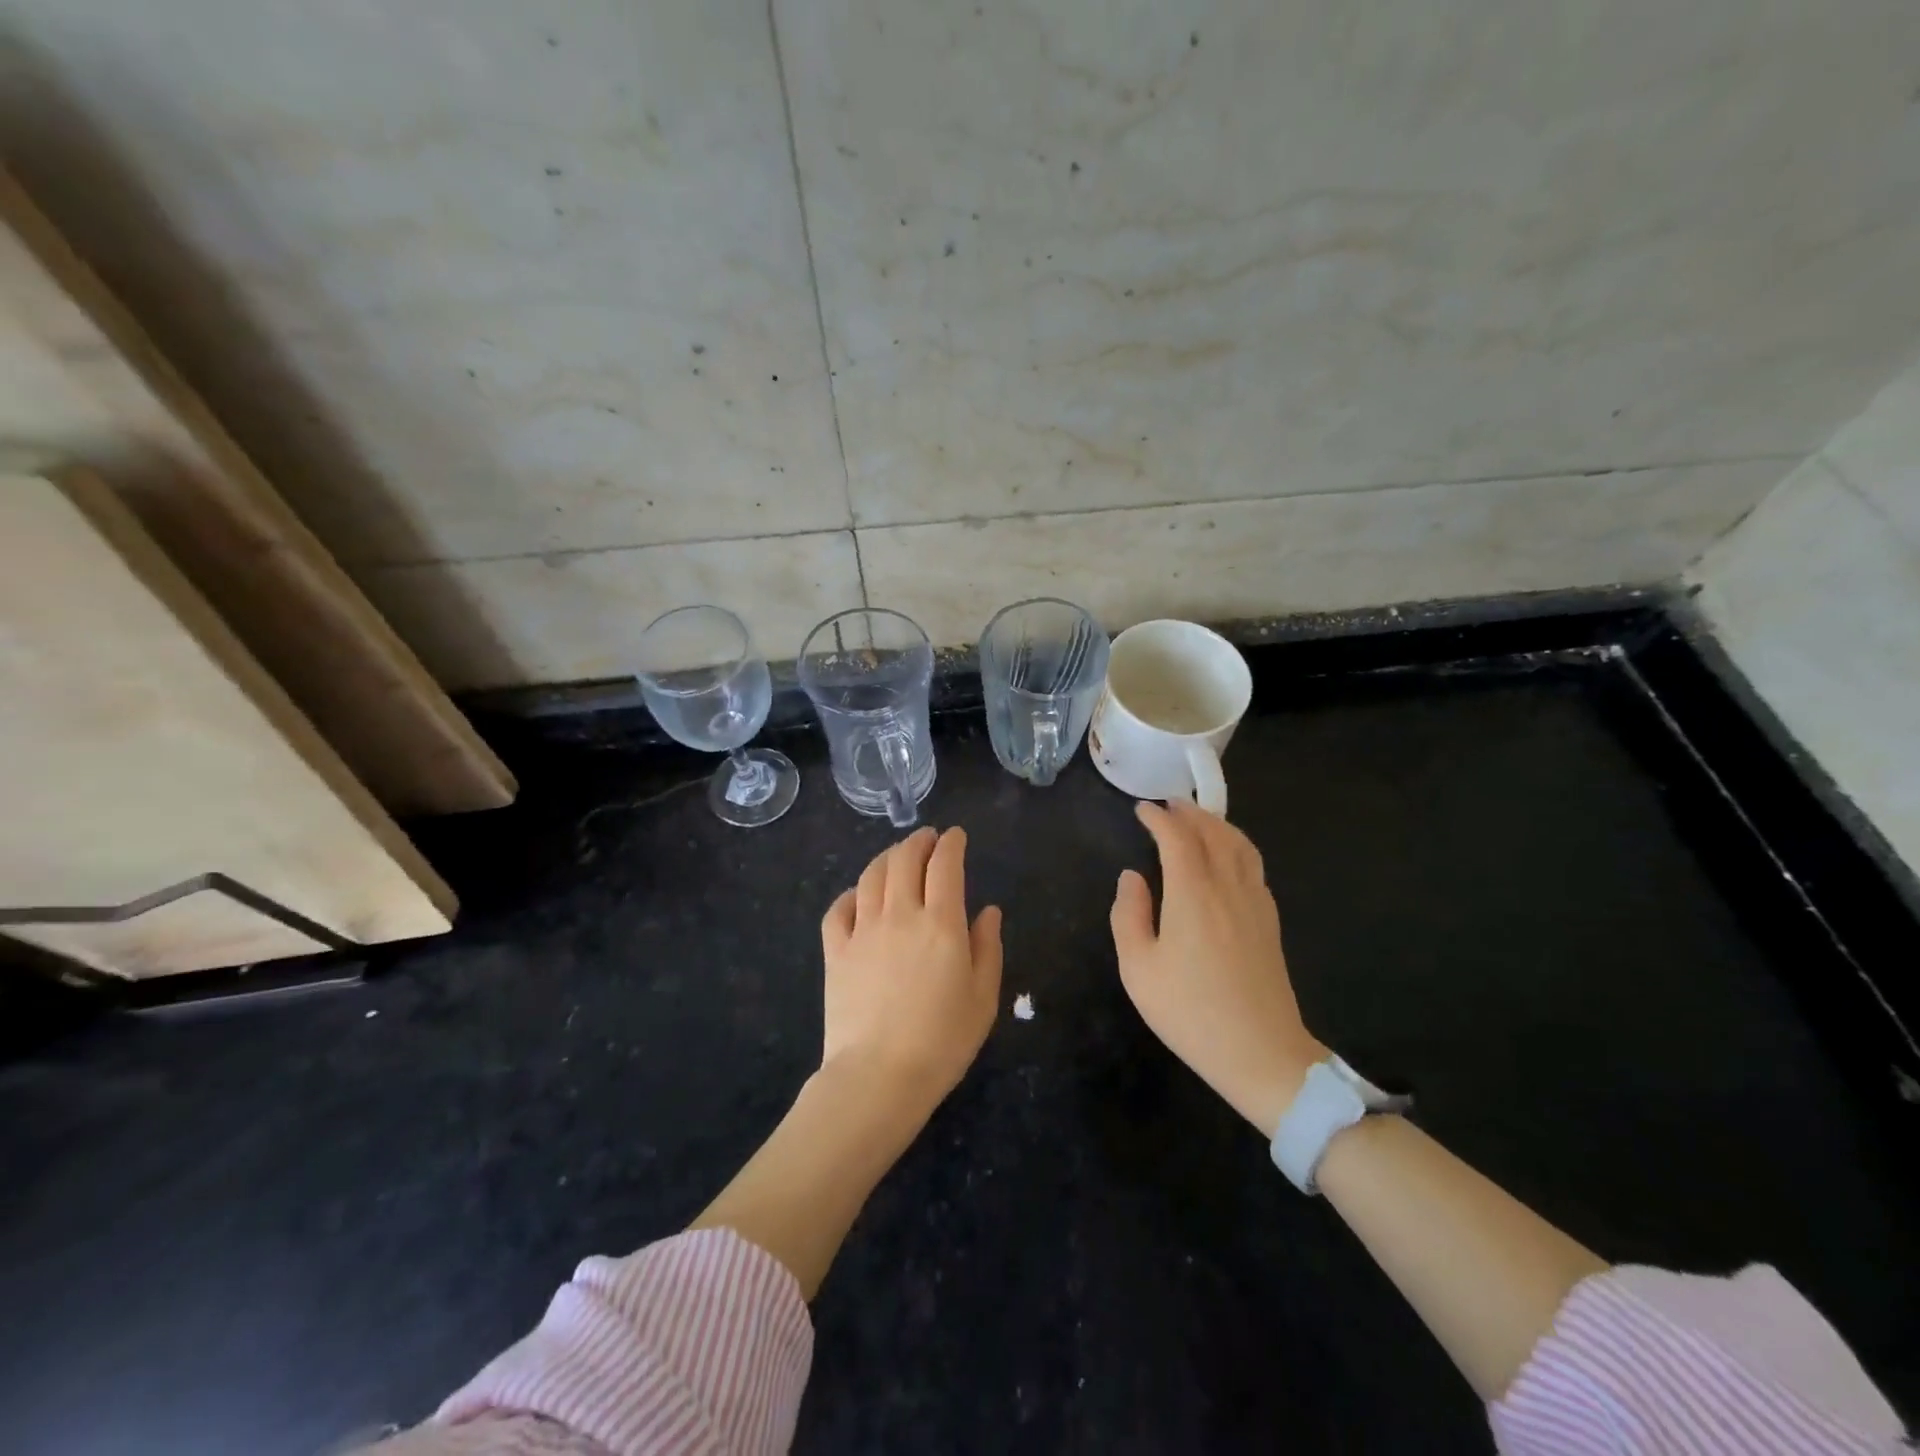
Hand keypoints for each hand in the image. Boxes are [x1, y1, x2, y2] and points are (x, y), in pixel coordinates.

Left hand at [820, 826, 1002, 1119]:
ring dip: (887, 858)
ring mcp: (863, 930)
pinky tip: (858, 896)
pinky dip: (850, 894)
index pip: (945, 865)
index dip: (952, 844)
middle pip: (905, 859)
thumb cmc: (942, 1040)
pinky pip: (838, 909)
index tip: (956, 836)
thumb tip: (988, 911)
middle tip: (927, 839)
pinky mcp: (835, 951)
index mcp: (941, 922)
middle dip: (918, 841)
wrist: (879, 1076)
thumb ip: (987, 947)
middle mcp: (900, 914)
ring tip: (897, 856)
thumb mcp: (983, 997)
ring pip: (871, 876)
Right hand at [1110, 799, 1327, 1135]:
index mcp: (1193, 894)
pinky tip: (1227, 857)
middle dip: (1189, 813)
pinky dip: (1237, 846)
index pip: (1177, 839)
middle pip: (1213, 833)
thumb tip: (1131, 877)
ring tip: (1198, 820)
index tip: (1141, 809)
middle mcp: (1228, 887)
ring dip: (1217, 824)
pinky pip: (1254, 866)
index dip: (1159, 819)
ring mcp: (1255, 903)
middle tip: (1169, 804)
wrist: (1261, 1053)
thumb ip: (1129, 915)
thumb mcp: (1139, 969)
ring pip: (1240, 845)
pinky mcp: (1270, 921)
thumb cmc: (1190, 1012)